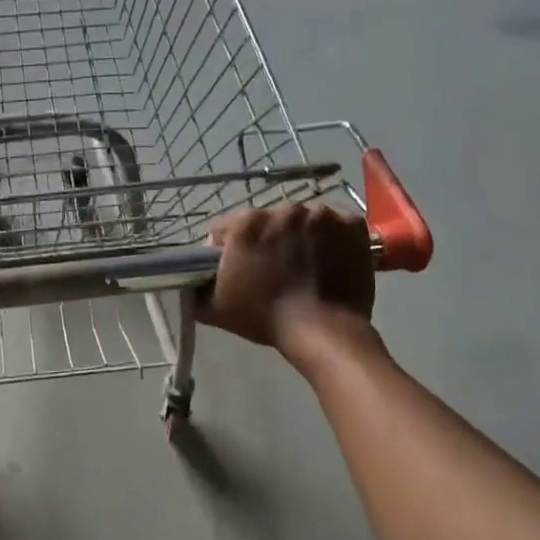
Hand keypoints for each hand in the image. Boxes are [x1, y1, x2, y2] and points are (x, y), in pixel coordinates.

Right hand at [197, 203, 376, 356]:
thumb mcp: (215, 310)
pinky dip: (332, 237)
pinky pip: (336, 224)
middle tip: (273, 270)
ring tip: (305, 266)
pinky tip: (329, 259)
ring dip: (300, 237)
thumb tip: (187, 283)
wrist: (324, 331)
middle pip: (268, 221)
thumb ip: (194, 291)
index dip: (228, 249)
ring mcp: (322, 214)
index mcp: (247, 223)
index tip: (238, 269)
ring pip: (303, 220)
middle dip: (267, 240)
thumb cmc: (265, 318)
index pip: (227, 228)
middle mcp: (284, 209)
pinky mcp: (352, 224)